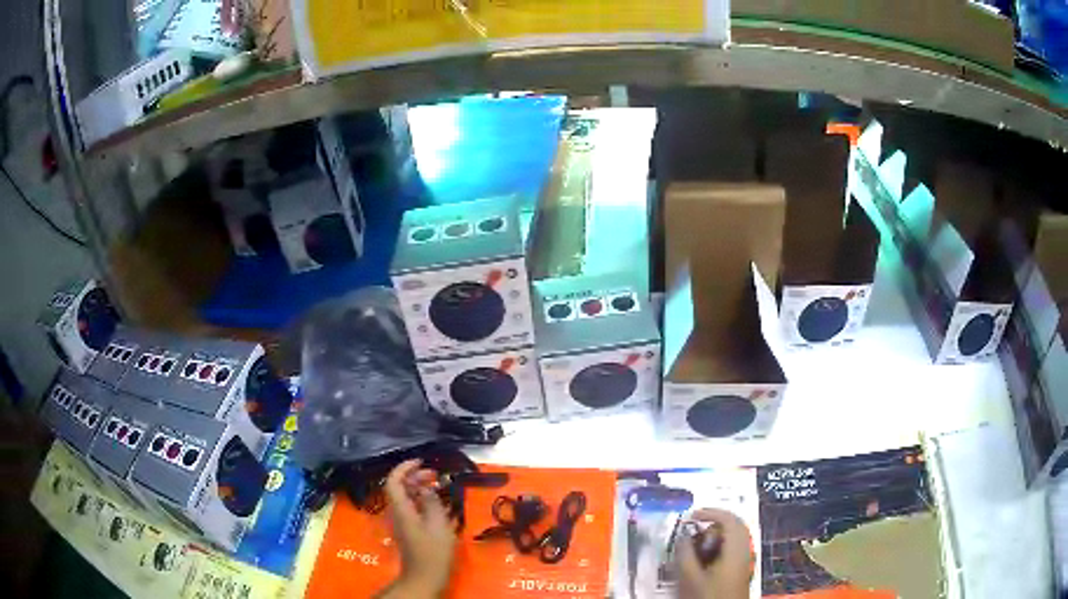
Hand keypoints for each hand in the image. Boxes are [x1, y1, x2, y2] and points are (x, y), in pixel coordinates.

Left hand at [377, 460, 455, 598]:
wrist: (425, 577)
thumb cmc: (433, 551)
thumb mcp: (438, 524)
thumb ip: (433, 502)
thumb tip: (428, 488)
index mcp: (401, 509)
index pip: (393, 481)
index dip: (404, 468)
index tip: (421, 461)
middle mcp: (397, 513)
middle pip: (399, 488)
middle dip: (415, 477)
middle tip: (435, 475)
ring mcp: (402, 522)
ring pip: (406, 498)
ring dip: (420, 489)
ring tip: (439, 487)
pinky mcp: (409, 531)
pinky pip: (412, 508)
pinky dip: (423, 501)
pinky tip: (439, 505)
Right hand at [675, 508, 752, 598]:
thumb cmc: (707, 596)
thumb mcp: (690, 576)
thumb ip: (685, 553)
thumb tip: (682, 535)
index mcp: (736, 548)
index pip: (729, 519)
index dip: (710, 512)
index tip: (691, 516)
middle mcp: (745, 550)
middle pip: (734, 526)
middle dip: (712, 525)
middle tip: (693, 531)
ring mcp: (745, 560)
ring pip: (733, 538)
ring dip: (714, 538)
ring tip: (695, 548)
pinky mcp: (741, 570)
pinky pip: (732, 549)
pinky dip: (718, 548)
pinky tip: (703, 560)